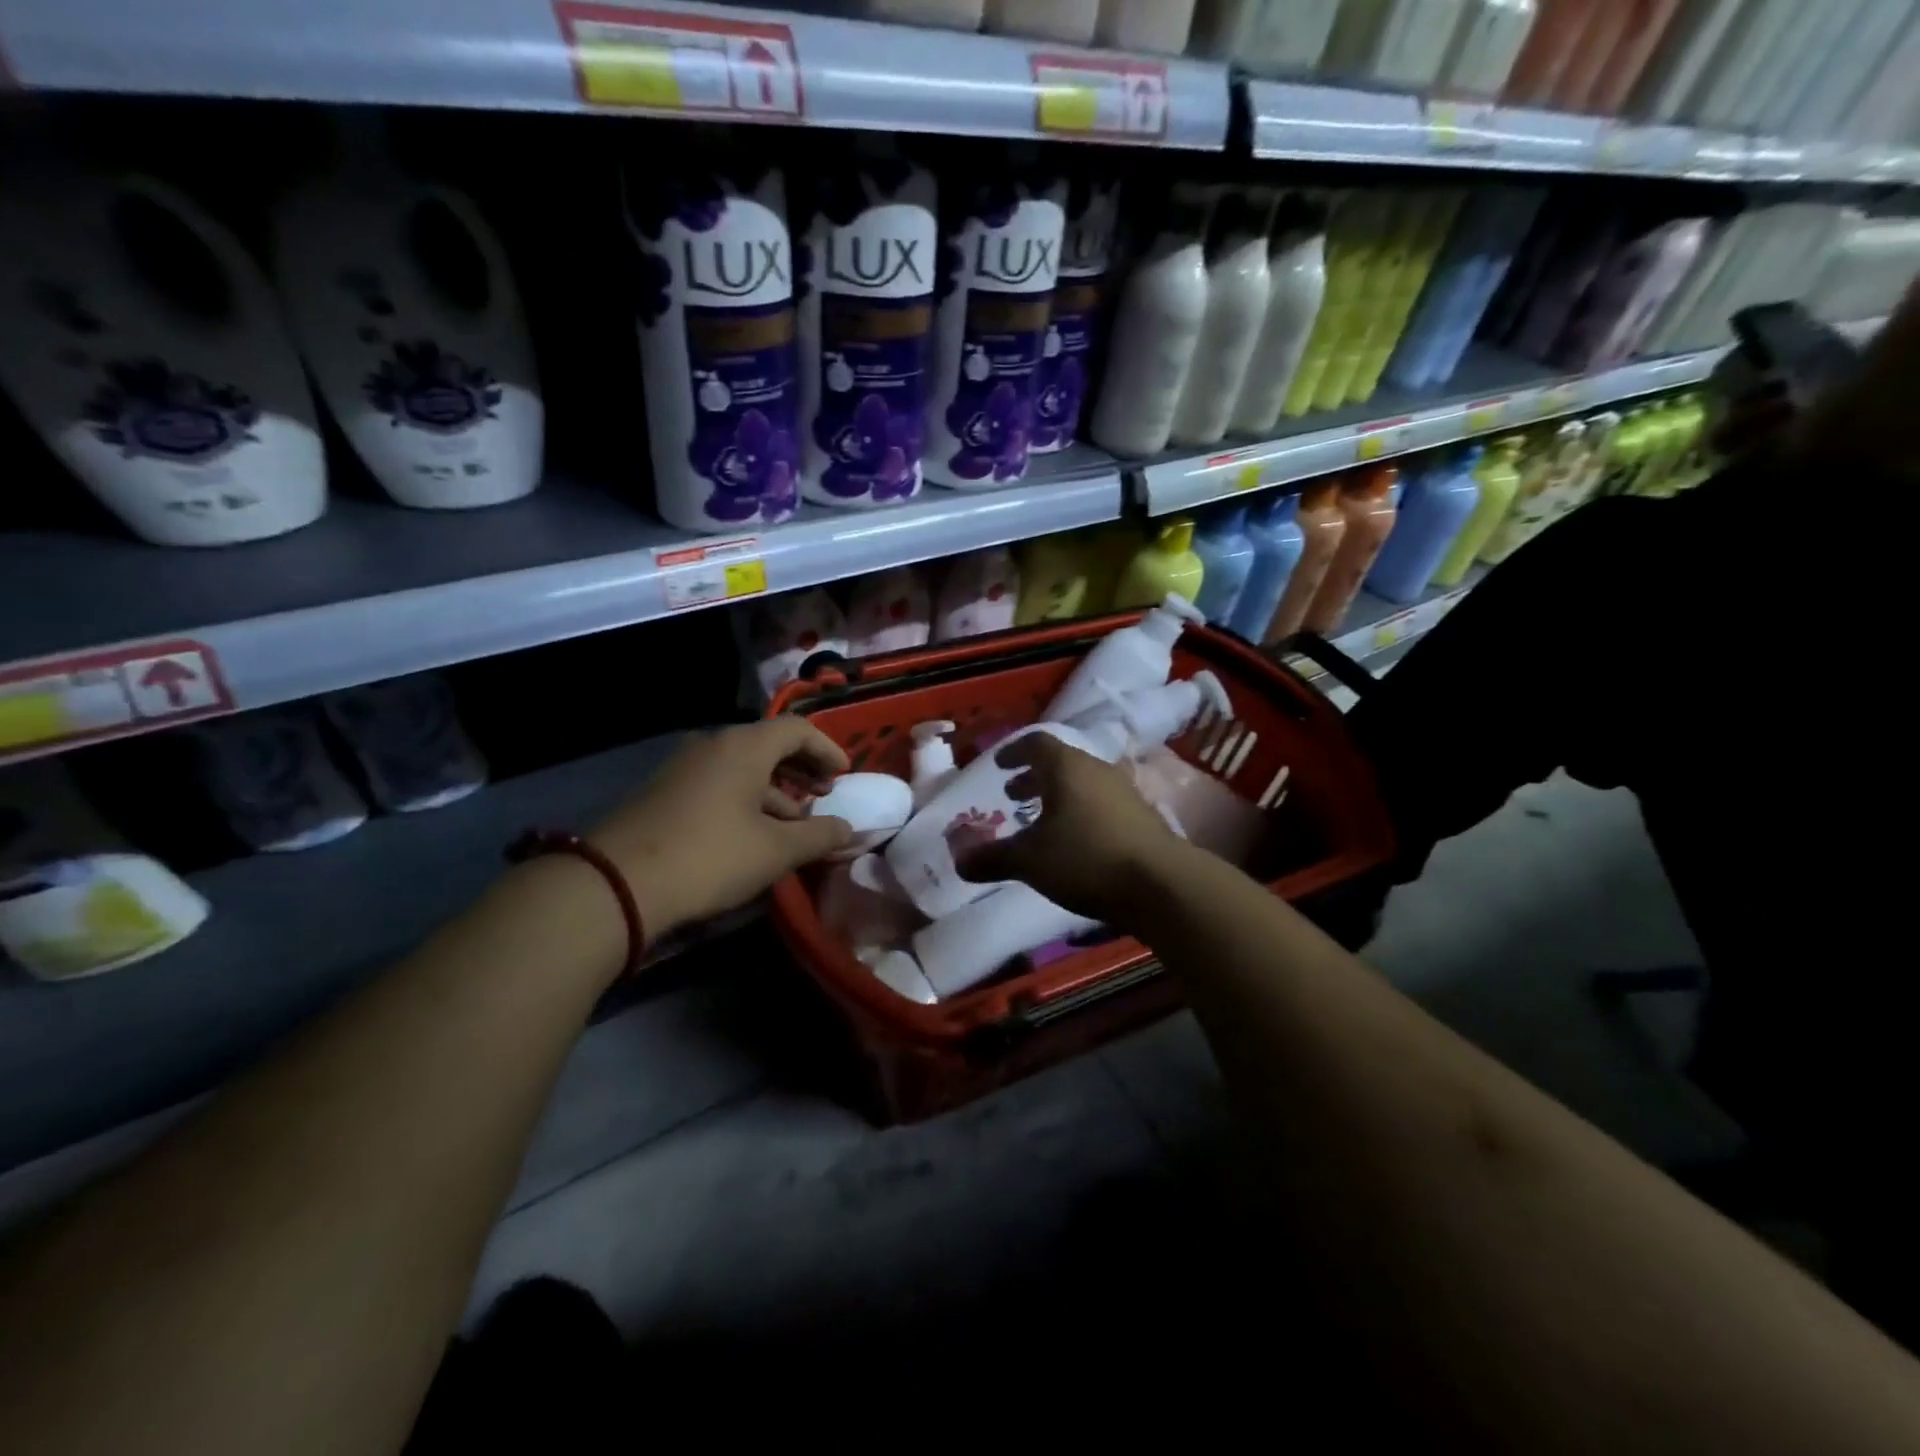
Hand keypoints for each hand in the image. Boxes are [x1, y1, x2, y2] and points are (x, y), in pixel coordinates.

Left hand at [590, 718, 852, 937]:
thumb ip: (818, 835)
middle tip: (823, 794)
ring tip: (794, 822)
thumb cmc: (710, 856)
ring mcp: (683, 767)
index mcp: (743, 747)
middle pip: (768, 745)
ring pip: (742, 767)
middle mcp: (713, 745)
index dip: (827, 749)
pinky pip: (718, 782)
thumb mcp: (775, 850)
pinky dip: (745, 798)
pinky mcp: (664, 791)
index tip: (845, 776)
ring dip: (774, 789)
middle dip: (802, 769)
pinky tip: (752, 833)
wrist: (617, 883)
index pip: (797, 730)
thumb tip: (847, 828)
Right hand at [954, 733, 1185, 925]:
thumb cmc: (1086, 858)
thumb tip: (958, 861)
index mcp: (1067, 767)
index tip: (1000, 765)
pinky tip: (1075, 842)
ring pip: (1083, 784)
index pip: (1036, 743)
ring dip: (1058, 796)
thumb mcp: (1030, 861)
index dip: (1014, 752)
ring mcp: (1124, 792)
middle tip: (1013, 793)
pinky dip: (1080, 812)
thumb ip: (992, 858)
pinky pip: (1101, 803)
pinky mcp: (1142, 817)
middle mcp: (1097, 770)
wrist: (1161, 884)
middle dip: (1034, 777)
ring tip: (1042, 820)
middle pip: (1061, 762)